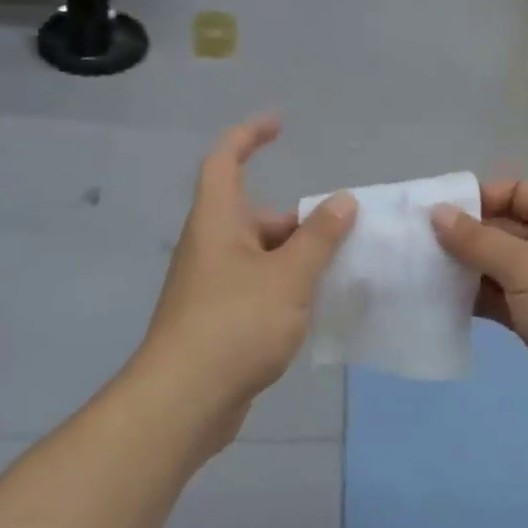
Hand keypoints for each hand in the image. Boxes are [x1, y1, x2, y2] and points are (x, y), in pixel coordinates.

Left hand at [140, 118, 356, 440]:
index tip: (279, 126)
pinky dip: (286, 287)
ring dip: (297, 257)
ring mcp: (211, 285)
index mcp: (217, 222)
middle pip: (255, 215)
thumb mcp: (289, 275)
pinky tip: (315, 308)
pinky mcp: (218, 319)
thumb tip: (342, 202)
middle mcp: (210, 246)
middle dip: (298, 221)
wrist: (185, 401)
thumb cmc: (235, 323)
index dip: (248, 136)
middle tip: (342, 235)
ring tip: (340, 272)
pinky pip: (258, 287)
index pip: (225, 161)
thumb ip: (320, 237)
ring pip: (261, 255)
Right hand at [431, 182, 527, 444]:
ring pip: (496, 267)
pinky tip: (439, 301)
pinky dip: (473, 298)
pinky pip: (498, 299)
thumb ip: (478, 240)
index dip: (478, 198)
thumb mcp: (526, 266)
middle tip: (416, 244)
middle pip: (502, 229)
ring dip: (463, 269)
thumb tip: (437, 212)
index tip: (437, 213)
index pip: (515, 192)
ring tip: (419, 272)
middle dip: (463, 236)